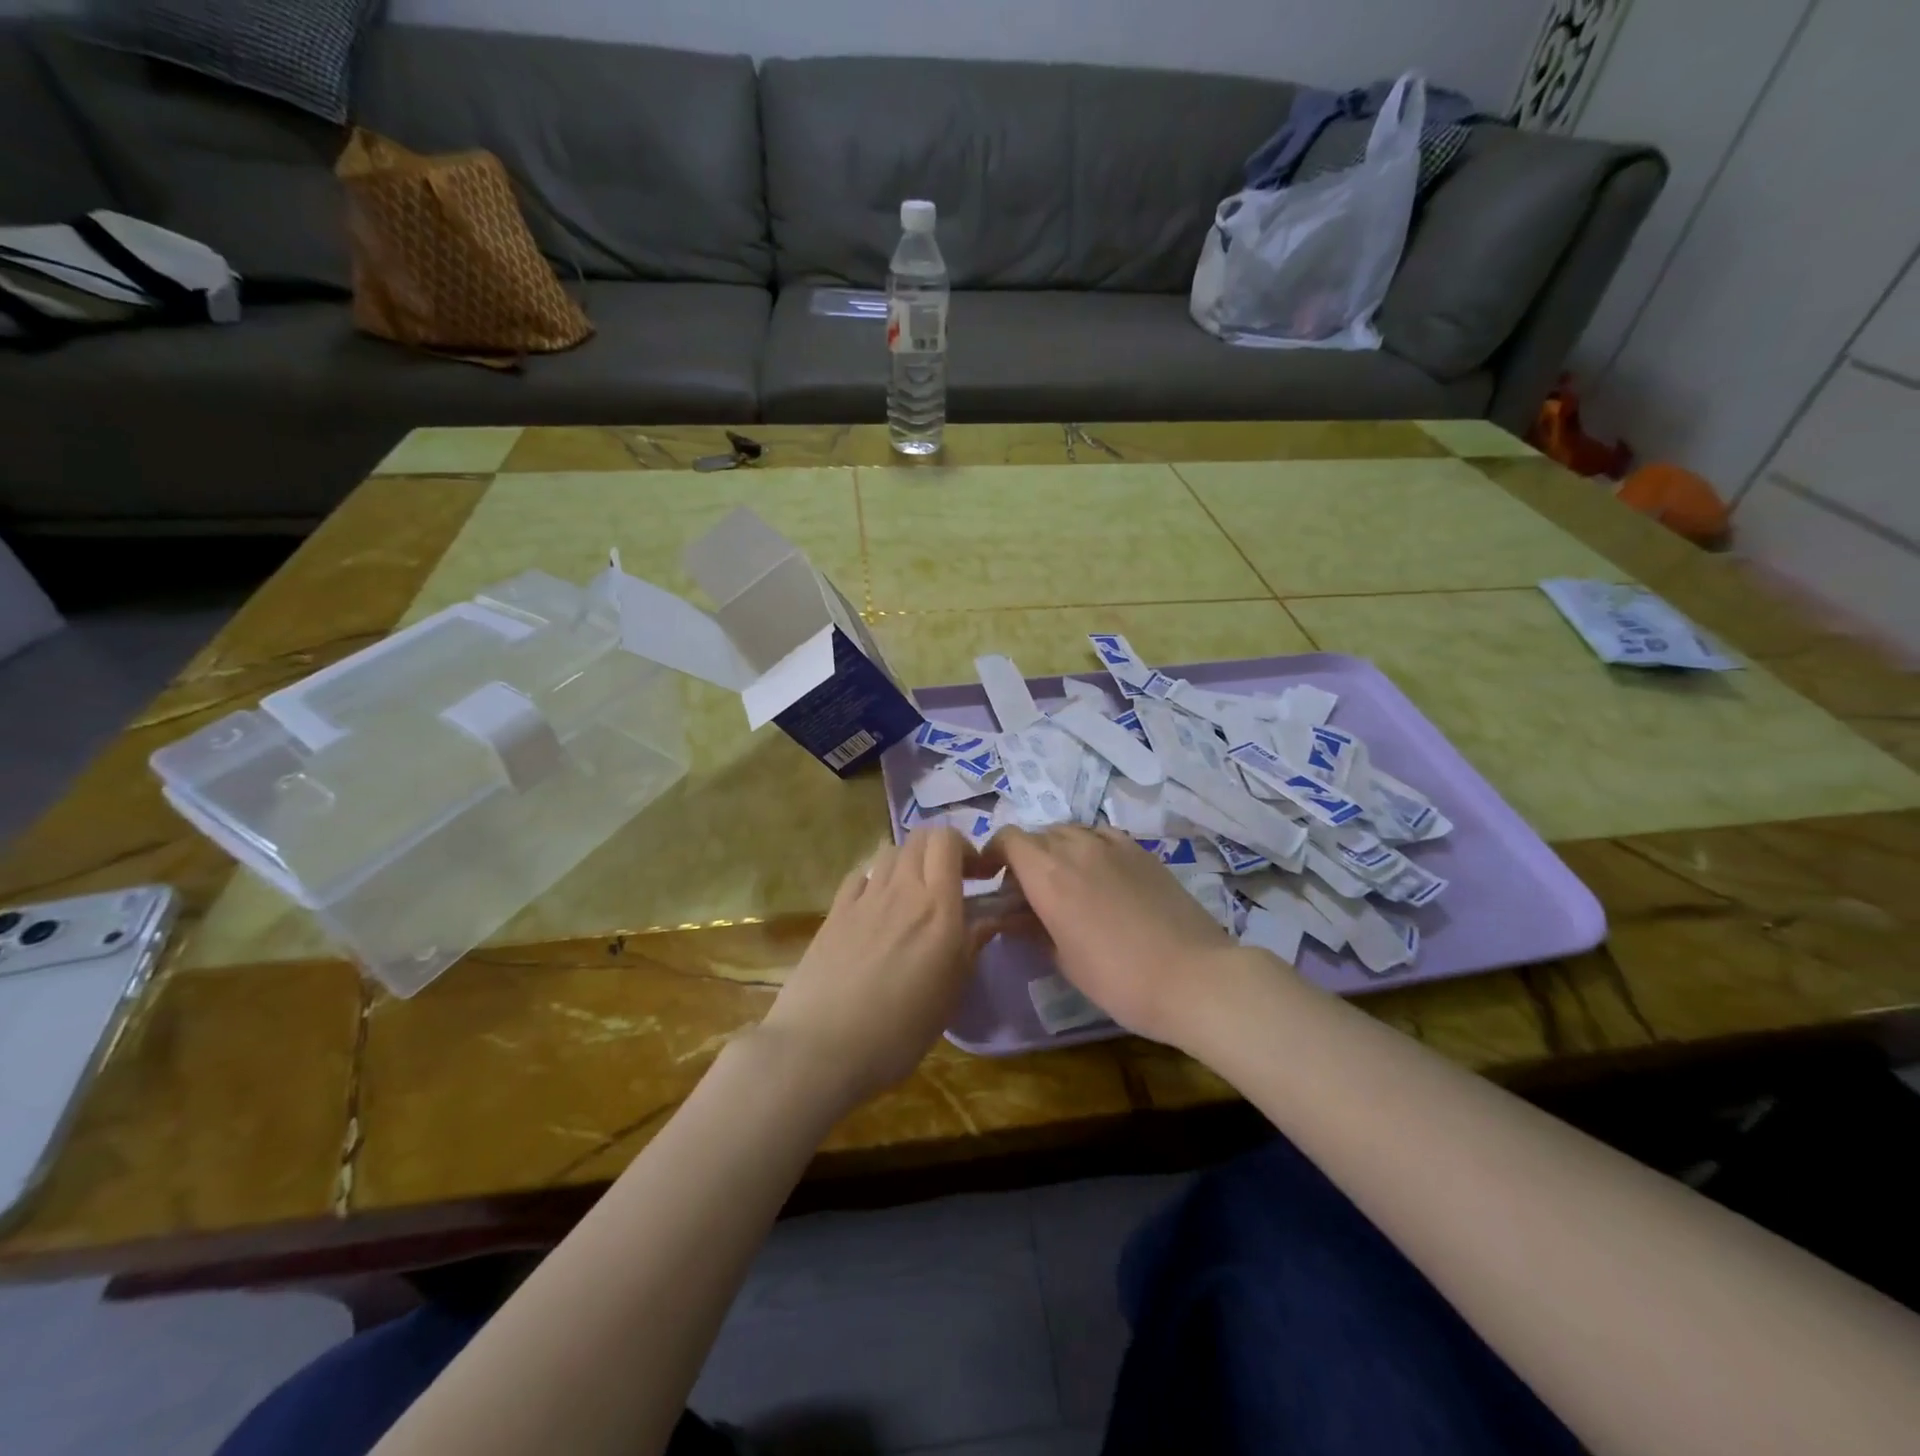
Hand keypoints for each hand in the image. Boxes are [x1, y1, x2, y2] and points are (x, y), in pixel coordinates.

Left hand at [758, 827, 988, 1107]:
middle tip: (950, 881)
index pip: (948, 840)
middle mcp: (901, 889)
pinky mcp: (835, 911)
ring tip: (913, 894)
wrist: (821, 1046)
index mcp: (937, 906)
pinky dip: (876, 878)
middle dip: (940, 849)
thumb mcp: (950, 993)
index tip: (979, 876)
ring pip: (890, 852)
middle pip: (919, 838)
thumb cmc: (899, 1029)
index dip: (966, 847)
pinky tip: (876, 905)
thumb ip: (971, 945)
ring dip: (908, 862)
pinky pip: (861, 875)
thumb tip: (990, 918)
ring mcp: (864, 897)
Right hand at [988, 826, 1257, 1045]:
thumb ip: (1032, 929)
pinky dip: (1089, 848)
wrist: (1193, 977)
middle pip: (1037, 835)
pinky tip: (1100, 876)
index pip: (1008, 840)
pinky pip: (1101, 836)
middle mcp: (1076, 847)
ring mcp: (1113, 845)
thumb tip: (1014, 918)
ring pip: (1070, 831)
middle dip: (1025, 857)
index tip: (993, 879)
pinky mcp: (1141, 851)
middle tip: (1029, 893)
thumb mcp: (1064, 960)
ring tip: (1066, 883)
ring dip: (1057, 850)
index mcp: (1048, 874)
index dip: (994, 854)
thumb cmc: (1119, 979)